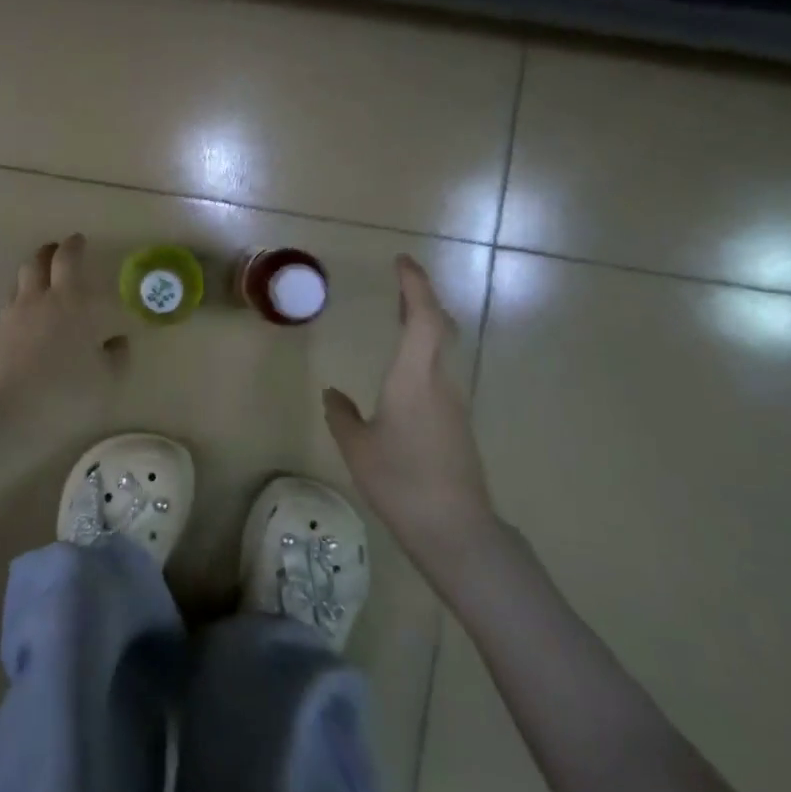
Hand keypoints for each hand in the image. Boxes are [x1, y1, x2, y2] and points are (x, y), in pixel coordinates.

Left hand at [0, 234, 125, 415]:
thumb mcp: (107, 379)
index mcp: (71, 302)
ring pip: (19, 282)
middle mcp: (38, 300)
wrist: (8, 415)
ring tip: (41, 284)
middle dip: (49, 252)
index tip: (79, 240)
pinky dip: (20, 305)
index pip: (69, 259)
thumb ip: (116, 355)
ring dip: (31, 275)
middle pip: (37, 262)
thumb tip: (116, 339)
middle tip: (57, 251)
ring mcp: (11, 316)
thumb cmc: (66, 393)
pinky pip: (8, 309)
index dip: (74, 246)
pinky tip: (26, 321)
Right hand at [323, 254, 496, 569]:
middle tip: (399, 281)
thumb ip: (342, 415)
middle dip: (421, 298)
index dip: (415, 285)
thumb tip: (333, 394)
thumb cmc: (401, 481)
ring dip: (424, 325)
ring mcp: (453, 404)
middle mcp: (439, 382)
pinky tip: (405, 370)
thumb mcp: (357, 447)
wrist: (455, 530)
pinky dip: (424, 352)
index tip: (402, 261)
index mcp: (414, 378)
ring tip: (399, 316)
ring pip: (441, 349)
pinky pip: (439, 373)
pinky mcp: (457, 424)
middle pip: (439, 327)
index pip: (423, 318)